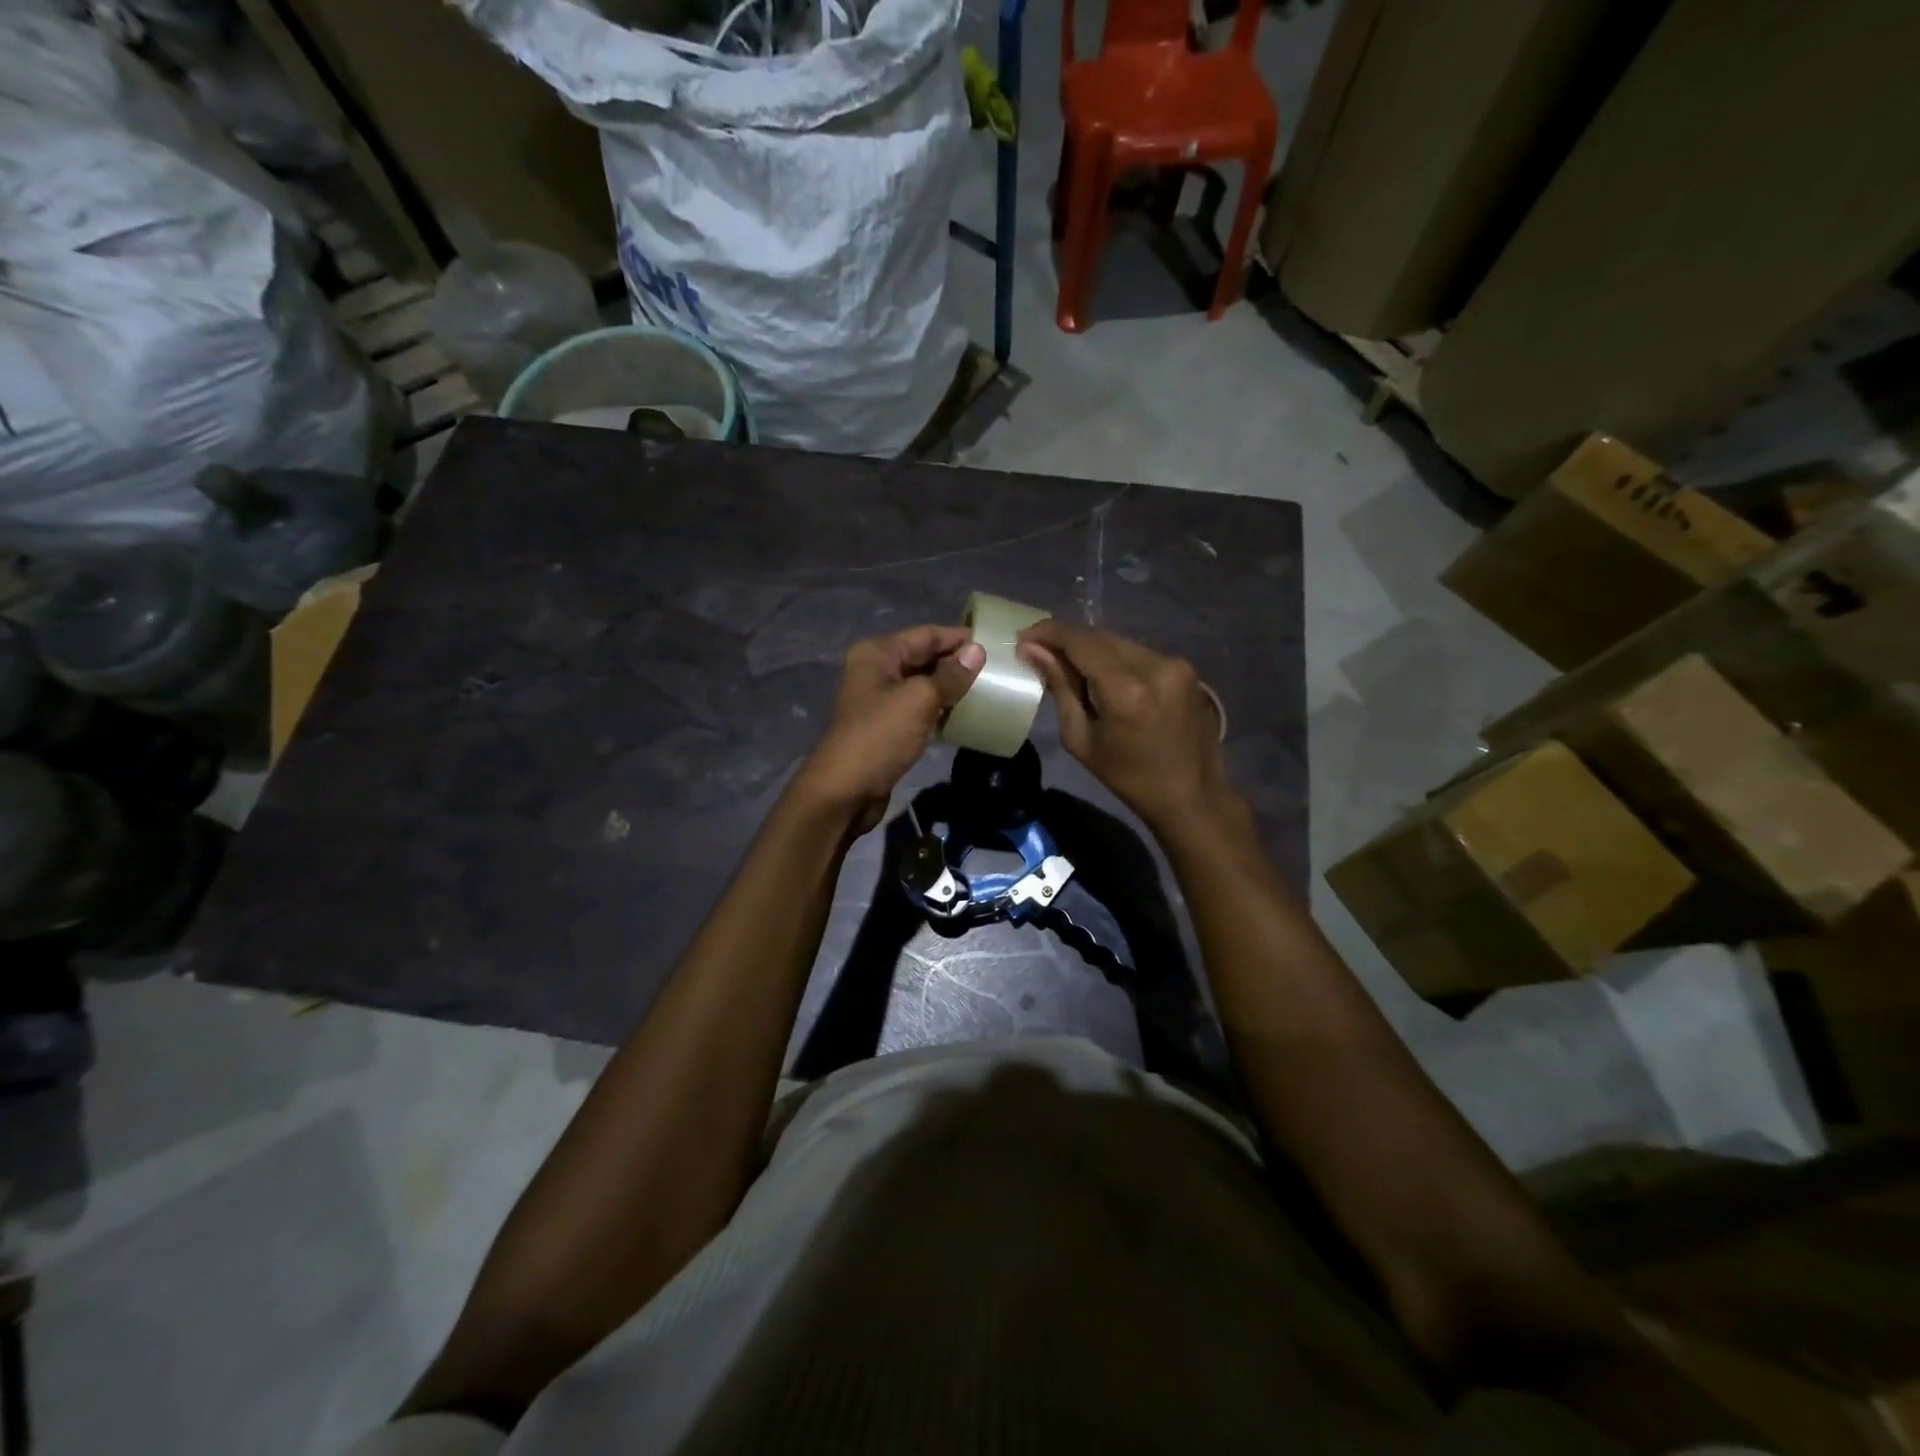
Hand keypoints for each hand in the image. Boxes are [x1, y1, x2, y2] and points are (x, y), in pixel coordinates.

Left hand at [793, 625, 984, 833]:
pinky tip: (966, 712)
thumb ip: (950, 675)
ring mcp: (881, 698)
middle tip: (997, 668)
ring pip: (924, 683)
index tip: (995, 644)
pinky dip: (941, 707)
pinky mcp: (888, 725)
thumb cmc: (880, 736)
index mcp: (878, 653)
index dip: (959, 638)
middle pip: (925, 656)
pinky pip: (920, 706)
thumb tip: (978, 651)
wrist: (846, 791)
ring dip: (952, 685)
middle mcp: (877, 669)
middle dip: (957, 661)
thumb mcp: (919, 700)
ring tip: (989, 688)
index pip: (927, 634)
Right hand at [1017, 620, 1233, 833]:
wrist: (1192, 795)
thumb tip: (1032, 651)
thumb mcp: (1081, 739)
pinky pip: (1138, 652)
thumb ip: (1060, 688)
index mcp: (1127, 690)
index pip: (1081, 642)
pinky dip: (1114, 658)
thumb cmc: (1128, 778)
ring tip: (1068, 665)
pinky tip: (1102, 676)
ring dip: (1091, 649)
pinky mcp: (1186, 669)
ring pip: (1119, 642)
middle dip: (1067, 640)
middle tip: (1039, 651)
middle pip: (1100, 636)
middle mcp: (1156, 666)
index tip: (1023, 637)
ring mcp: (1176, 664)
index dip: (1049, 633)